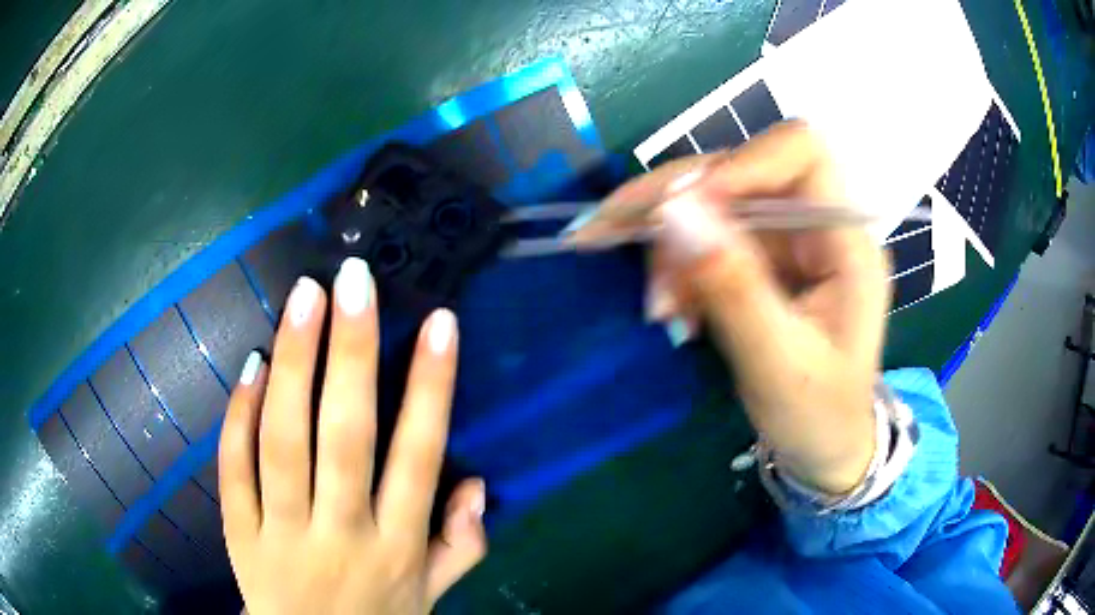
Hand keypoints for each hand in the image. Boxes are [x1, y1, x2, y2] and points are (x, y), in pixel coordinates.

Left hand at [219, 258, 486, 614]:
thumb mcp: (431, 596)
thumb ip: (461, 546)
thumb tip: (478, 485)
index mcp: (397, 548)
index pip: (418, 457)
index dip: (431, 387)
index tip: (440, 323)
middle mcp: (342, 534)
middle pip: (345, 436)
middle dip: (352, 353)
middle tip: (353, 281)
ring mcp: (283, 533)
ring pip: (283, 440)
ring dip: (293, 364)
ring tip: (303, 298)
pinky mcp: (240, 534)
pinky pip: (234, 469)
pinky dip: (239, 416)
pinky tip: (251, 367)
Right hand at [571, 121, 890, 493]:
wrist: (823, 445)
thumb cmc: (818, 415)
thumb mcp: (779, 364)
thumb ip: (735, 288)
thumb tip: (674, 214)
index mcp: (847, 242)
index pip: (801, 153)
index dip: (741, 163)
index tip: (682, 209)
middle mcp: (816, 224)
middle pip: (739, 169)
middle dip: (677, 204)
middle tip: (613, 236)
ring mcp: (786, 238)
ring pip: (710, 200)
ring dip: (669, 241)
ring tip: (659, 305)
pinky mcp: (760, 256)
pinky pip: (704, 234)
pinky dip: (674, 263)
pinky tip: (670, 306)